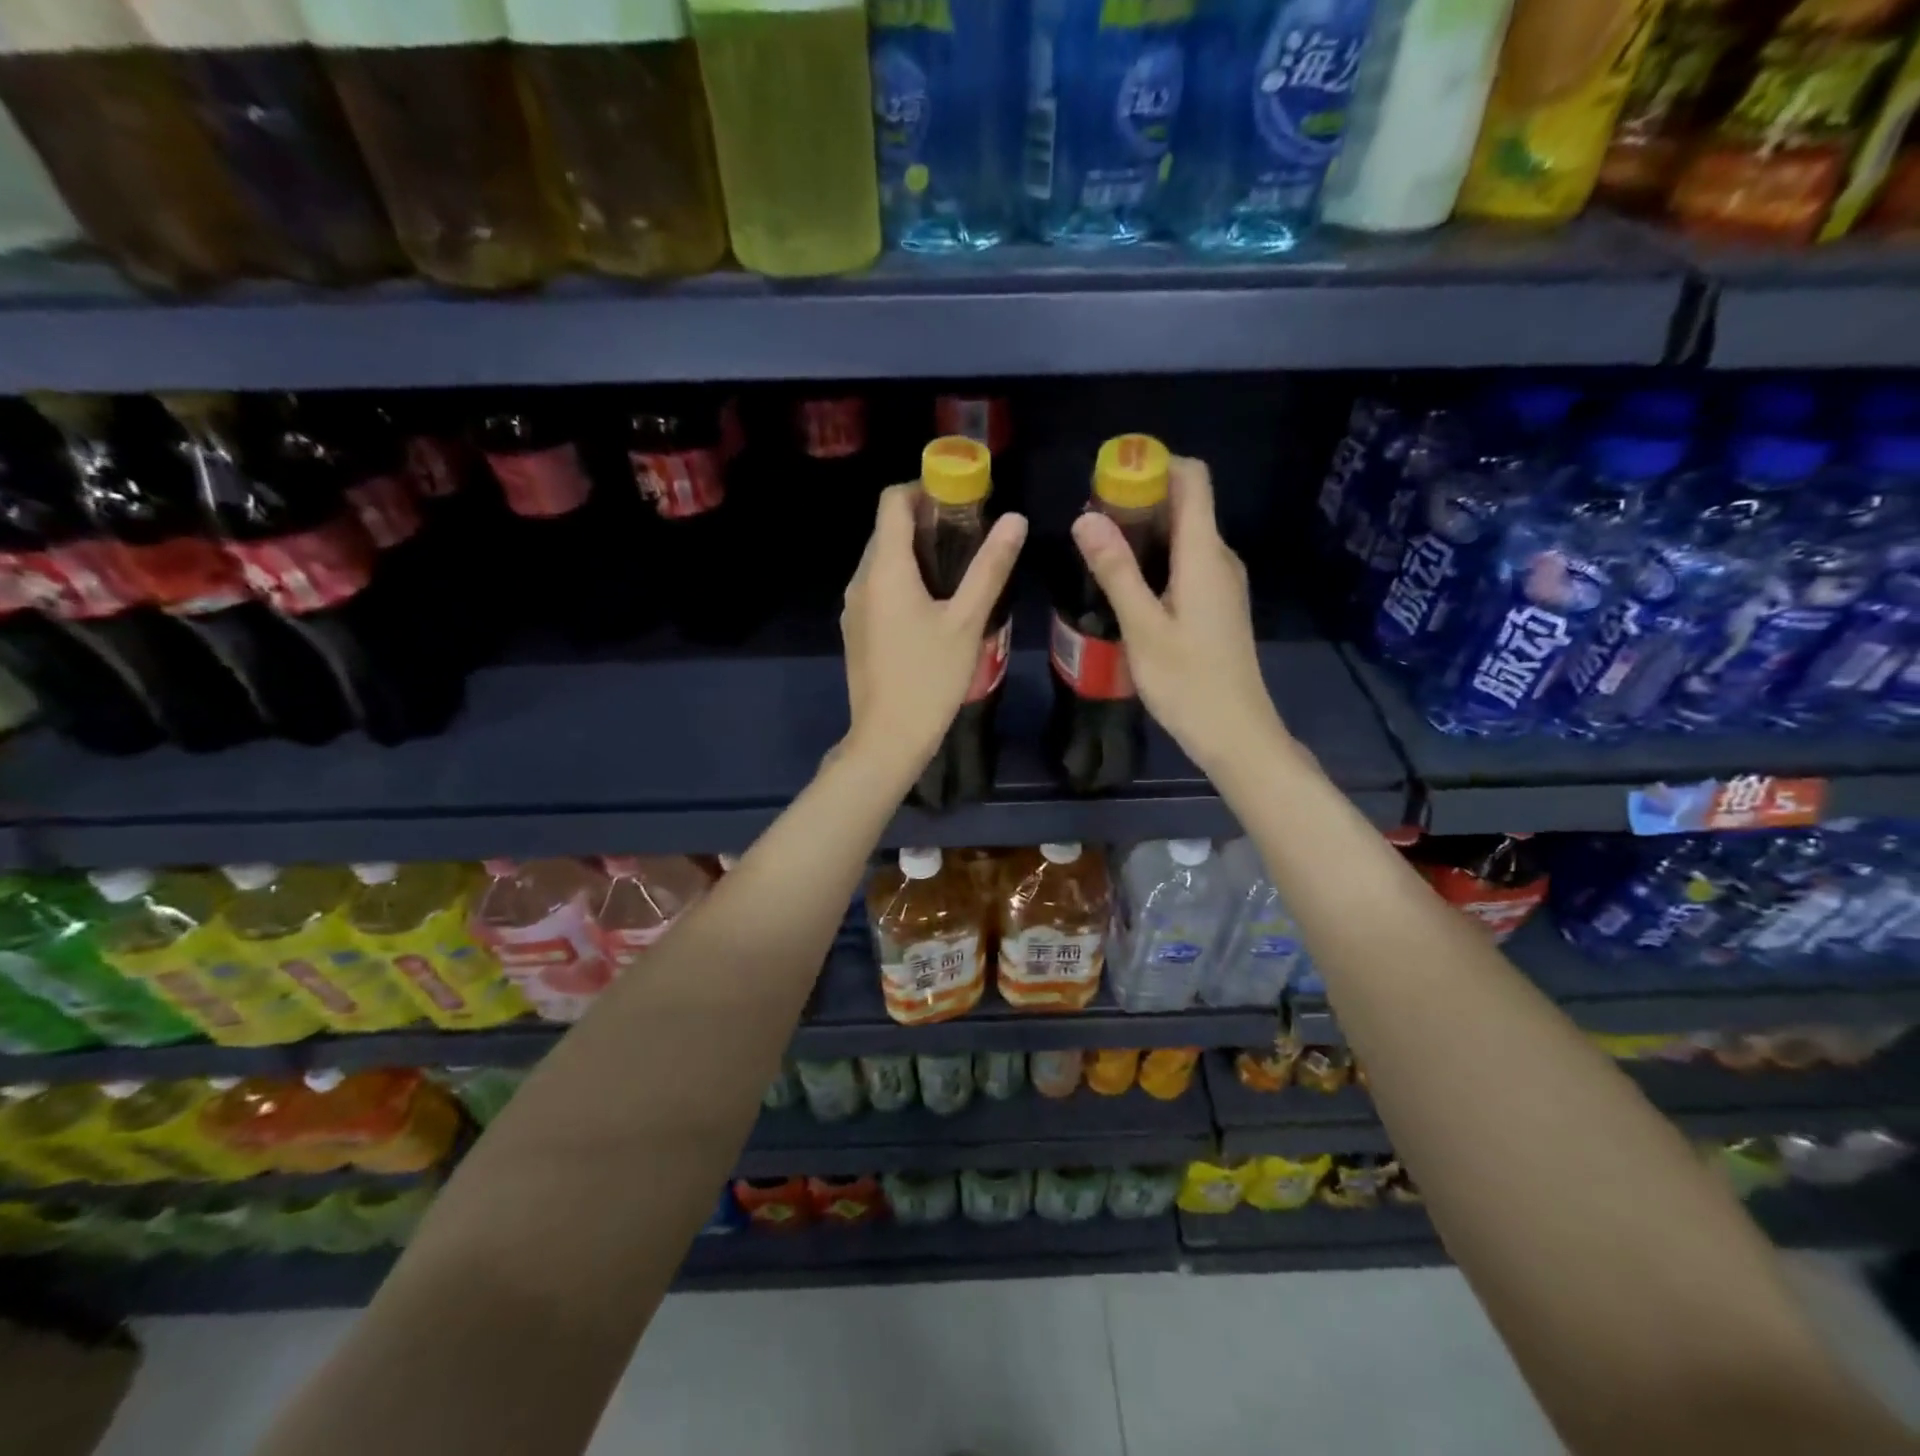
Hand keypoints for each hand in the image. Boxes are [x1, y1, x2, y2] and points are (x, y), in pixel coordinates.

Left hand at [841, 484, 1027, 781]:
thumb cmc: (930, 678)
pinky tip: (933, 605)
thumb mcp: (968, 621)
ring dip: (915, 553)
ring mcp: (853, 607)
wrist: (888, 737)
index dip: (923, 488)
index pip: (892, 502)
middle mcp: (860, 580)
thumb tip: (1014, 520)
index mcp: (885, 569)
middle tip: (968, 534)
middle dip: (924, 521)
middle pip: (887, 530)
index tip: (959, 497)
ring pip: (882, 561)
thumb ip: (990, 567)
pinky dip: (903, 580)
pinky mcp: (855, 630)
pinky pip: (878, 588)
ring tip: (957, 569)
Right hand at [1069, 456, 1285, 774]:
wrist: (1235, 733)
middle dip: (1139, 498)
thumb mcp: (1143, 627)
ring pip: (1184, 535)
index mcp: (1205, 555)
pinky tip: (1125, 584)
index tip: (1111, 475)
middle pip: (1186, 503)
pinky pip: (1186, 562)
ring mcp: (1221, 583)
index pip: (1193, 479)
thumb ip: (1116, 570)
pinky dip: (1155, 558)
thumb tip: (1086, 517)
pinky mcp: (1216, 605)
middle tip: (1089, 519)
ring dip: (1144, 531)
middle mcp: (1220, 558)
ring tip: (1097, 550)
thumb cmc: (1188, 682)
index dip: (1156, 464)